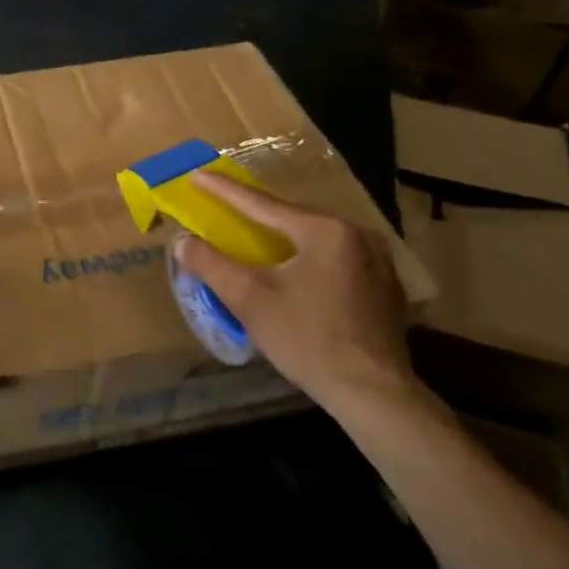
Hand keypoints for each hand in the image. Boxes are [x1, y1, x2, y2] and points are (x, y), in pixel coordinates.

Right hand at [174, 173, 414, 410]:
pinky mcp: (385, 285)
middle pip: (293, 217)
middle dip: (256, 214)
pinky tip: (295, 269)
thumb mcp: (249, 299)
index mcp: (324, 231)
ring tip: (256, 236)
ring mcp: (378, 259)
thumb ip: (211, 264)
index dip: (224, 191)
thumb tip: (182, 241)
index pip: (262, 204)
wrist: (373, 392)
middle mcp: (357, 234)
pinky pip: (336, 257)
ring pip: (316, 237)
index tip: (197, 175)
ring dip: (284, 236)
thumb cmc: (307, 340)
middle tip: (224, 208)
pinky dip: (308, 256)